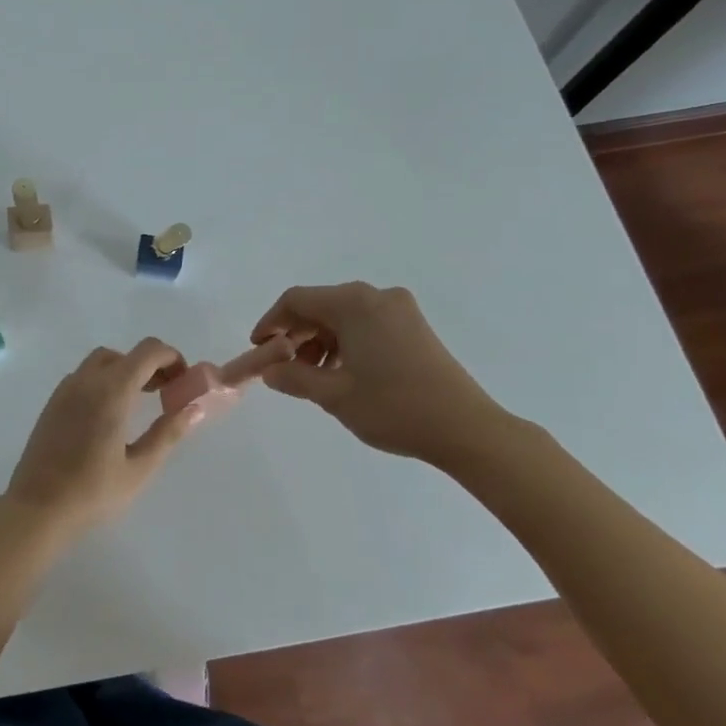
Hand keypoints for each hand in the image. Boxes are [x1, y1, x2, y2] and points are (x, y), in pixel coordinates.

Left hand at [3, 338, 202, 536]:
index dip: (171, 358)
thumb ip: (168, 433)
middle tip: (165, 393)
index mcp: (111, 390)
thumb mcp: (139, 468)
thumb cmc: (92, 492)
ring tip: (139, 403)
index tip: (183, 381)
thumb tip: (193, 408)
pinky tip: (110, 414)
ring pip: (101, 362)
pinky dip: (104, 381)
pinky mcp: (53, 402)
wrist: (37, 508)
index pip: (148, 351)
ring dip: (125, 371)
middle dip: (149, 365)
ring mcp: (65, 389)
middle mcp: (86, 380)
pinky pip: (84, 377)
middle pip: (124, 354)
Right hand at [250, 283, 518, 465]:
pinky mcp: (414, 327)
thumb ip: (293, 378)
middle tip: (283, 367)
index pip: (296, 300)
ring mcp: (400, 310)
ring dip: (321, 341)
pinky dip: (346, 343)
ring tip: (313, 377)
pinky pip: (366, 324)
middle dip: (296, 335)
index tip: (258, 349)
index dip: (270, 322)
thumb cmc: (393, 407)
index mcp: (353, 303)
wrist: (467, 429)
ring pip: (343, 317)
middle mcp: (376, 296)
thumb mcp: (333, 395)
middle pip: (321, 306)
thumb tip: (269, 370)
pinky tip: (343, 373)